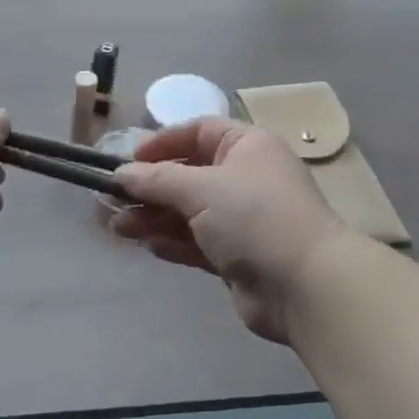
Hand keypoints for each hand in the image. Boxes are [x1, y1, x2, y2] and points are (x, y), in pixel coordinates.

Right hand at [113, 120, 355, 343]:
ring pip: (189, 212)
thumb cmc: (254, 217)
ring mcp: (243, 219)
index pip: (197, 132)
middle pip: (188, 175)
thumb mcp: (201, 188)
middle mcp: (246, 177)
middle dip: (150, 188)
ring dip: (154, 218)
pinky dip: (173, 242)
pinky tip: (148, 246)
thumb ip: (157, 180)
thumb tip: (122, 174)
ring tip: (118, 229)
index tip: (129, 161)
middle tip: (112, 202)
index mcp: (247, 146)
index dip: (162, 144)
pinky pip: (198, 242)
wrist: (305, 286)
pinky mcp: (238, 256)